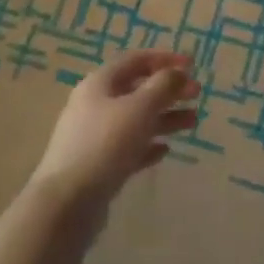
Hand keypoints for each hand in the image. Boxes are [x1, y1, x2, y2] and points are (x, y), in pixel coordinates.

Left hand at [28, 52, 200, 223]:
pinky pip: (129, 147)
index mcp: (100, 84)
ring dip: (165, 117)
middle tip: (197, 94)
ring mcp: (95, 137)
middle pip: (138, 89)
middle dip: (169, 90)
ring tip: (193, 122)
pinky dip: (148, 144)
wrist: (66, 204)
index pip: (136, 60)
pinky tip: (165, 150)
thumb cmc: (105, 144)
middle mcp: (95, 105)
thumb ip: (163, 86)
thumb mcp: (139, 108)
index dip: (165, 58)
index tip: (193, 65)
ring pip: (136, 119)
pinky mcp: (98, 165)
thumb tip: (178, 73)